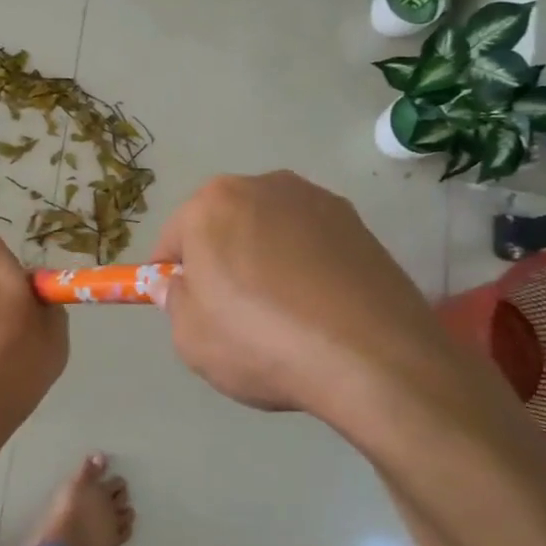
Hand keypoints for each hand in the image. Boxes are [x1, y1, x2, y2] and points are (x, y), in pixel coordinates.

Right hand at [149, 171, 473, 428]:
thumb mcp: (191, 337)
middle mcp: (263, 186)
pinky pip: (312, 243)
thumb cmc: (261, 342)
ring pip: (270, 231)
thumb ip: (173, 302)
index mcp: (212, 204)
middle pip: (224, 225)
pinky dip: (306, 267)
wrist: (372, 359)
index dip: (173, 276)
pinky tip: (318, 309)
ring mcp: (316, 201)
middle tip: (234, 313)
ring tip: (283, 314)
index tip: (187, 308)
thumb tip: (176, 284)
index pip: (174, 239)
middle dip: (221, 260)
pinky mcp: (359, 224)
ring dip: (265, 259)